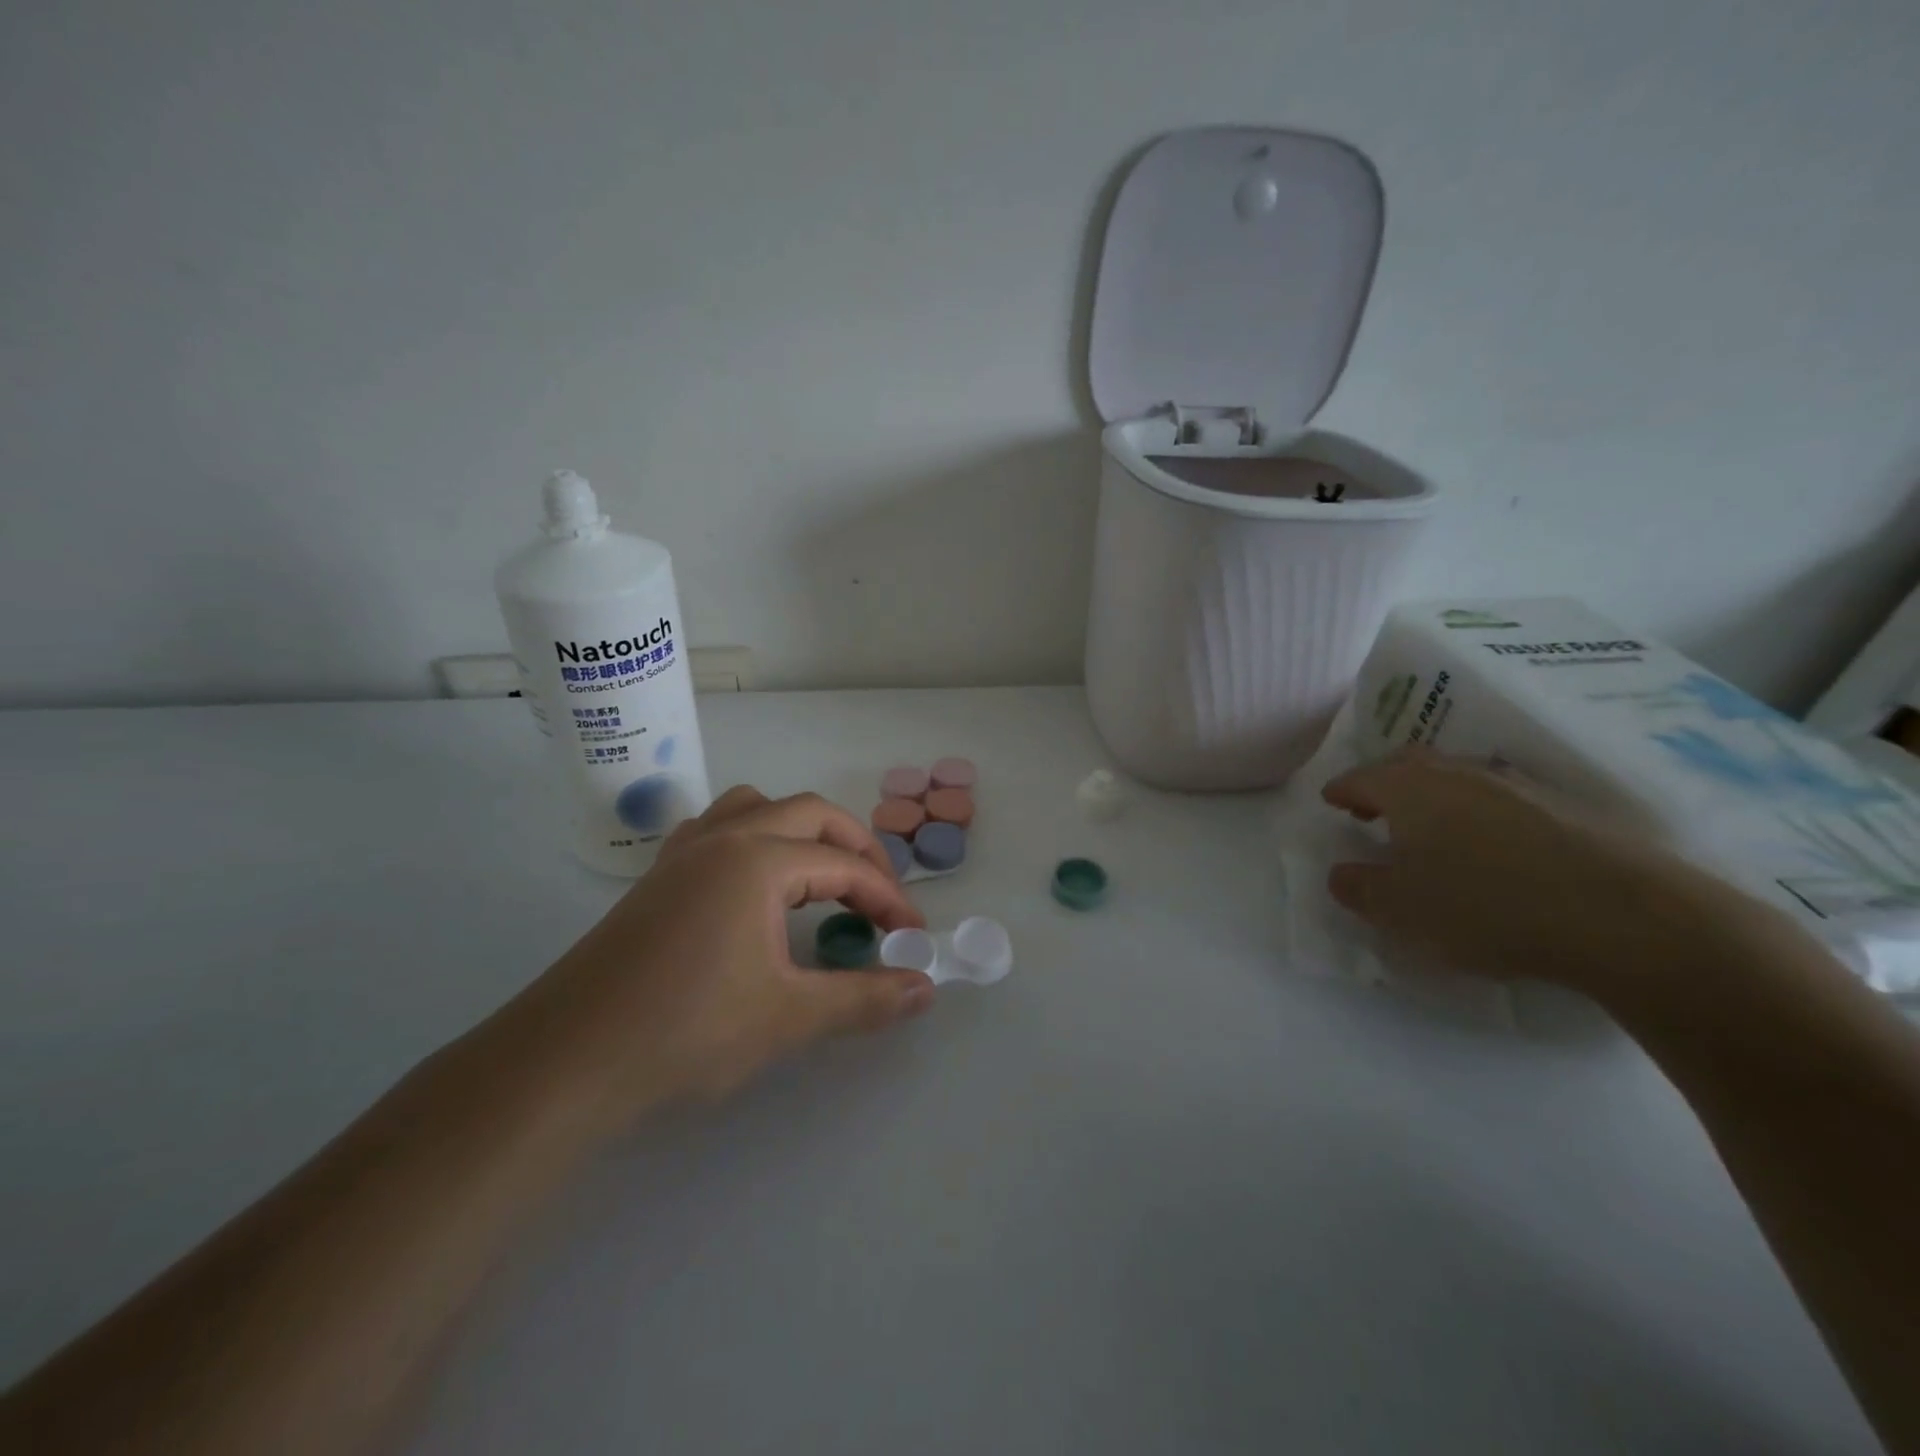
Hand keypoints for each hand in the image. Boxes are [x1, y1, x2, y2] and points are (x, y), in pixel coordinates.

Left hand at [500, 787, 934, 1125]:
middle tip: (880, 897)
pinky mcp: (657, 877)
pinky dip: (753, 839)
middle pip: (810, 814)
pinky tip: (752, 886)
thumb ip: (865, 998)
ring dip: (801, 832)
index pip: (846, 867)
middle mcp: (724, 838)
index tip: (913, 938)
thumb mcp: (788, 1017)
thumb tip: (926, 990)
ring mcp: (683, 853)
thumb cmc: (684, 1033)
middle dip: (856, 848)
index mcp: (758, 859)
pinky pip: (718, 829)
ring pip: (757, 808)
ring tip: (819, 878)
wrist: (564, 1064)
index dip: (889, 900)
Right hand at [1320, 751, 1775, 1005]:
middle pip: (1408, 765)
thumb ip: (1358, 888)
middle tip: (1373, 811)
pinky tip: (1491, 849)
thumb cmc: (1484, 905)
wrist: (1624, 915)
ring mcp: (1516, 784)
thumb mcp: (1399, 909)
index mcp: (1410, 787)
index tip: (1330, 801)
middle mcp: (1458, 772)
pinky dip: (1480, 815)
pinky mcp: (1565, 807)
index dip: (1340, 790)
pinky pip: (1501, 800)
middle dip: (1384, 784)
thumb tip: (1340, 872)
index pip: (1360, 777)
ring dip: (1435, 798)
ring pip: (1458, 778)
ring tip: (1431, 832)